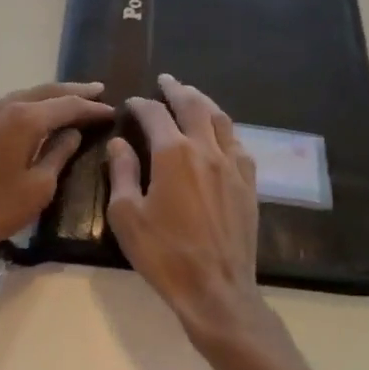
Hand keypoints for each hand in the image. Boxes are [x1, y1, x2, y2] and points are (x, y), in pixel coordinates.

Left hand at [0, 82, 113, 257]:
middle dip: (71, 91)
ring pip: (18, 98)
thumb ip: (57, 156)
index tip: (111, 110)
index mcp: (23, 119)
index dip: (91, 108)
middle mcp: (0, 106)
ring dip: (44, 98)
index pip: (66, 105)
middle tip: (95, 90)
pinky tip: (25, 119)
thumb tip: (71, 134)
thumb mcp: (35, 189)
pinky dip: (20, 109)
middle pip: (43, 92)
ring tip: (64, 101)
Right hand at [107, 75, 276, 350]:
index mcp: (174, 154)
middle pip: (194, 106)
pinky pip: (238, 144)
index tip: (131, 103)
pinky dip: (225, 129)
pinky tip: (220, 134)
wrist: (216, 289)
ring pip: (221, 120)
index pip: (155, 115)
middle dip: (177, 90)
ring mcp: (233, 165)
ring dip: (204, 103)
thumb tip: (120, 144)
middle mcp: (206, 150)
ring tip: (193, 96)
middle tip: (166, 81)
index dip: (141, 105)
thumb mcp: (127, 216)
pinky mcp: (248, 183)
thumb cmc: (164, 254)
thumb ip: (122, 173)